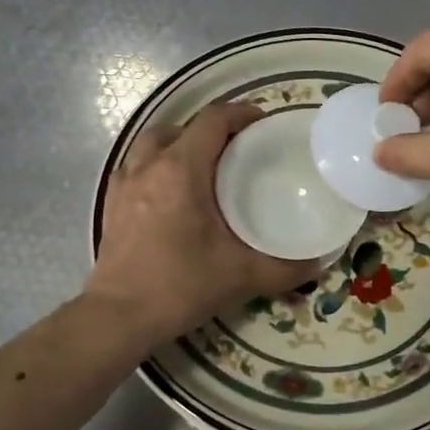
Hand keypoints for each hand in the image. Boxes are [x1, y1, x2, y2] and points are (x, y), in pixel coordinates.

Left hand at [88, 100, 319, 344]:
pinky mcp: (111, 205)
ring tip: (202, 167)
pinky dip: (155, 168)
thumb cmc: (181, 285)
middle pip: (180, 128)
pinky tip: (170, 194)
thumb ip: (285, 268)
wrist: (120, 316)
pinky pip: (135, 168)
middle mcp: (149, 166)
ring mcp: (124, 184)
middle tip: (235, 151)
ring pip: (151, 145)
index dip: (240, 114)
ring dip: (178, 145)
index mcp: (181, 169)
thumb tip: (317, 262)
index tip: (262, 123)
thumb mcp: (242, 275)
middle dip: (210, 130)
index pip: (213, 120)